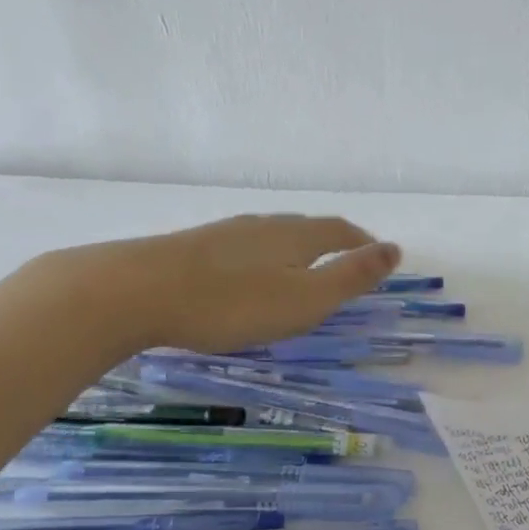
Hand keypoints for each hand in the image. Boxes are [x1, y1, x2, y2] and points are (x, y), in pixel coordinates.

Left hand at [65, 214, 401, 354]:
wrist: (134, 292)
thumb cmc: (232, 303)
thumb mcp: (305, 299)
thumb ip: (351, 276)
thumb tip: (394, 249)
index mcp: (296, 237)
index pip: (340, 231)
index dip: (363, 243)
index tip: (377, 256)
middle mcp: (264, 226)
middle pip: (307, 227)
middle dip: (331, 242)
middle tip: (343, 261)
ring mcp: (225, 233)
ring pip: (272, 235)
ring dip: (294, 248)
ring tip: (299, 268)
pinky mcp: (193, 246)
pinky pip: (242, 246)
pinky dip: (260, 257)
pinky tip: (245, 274)